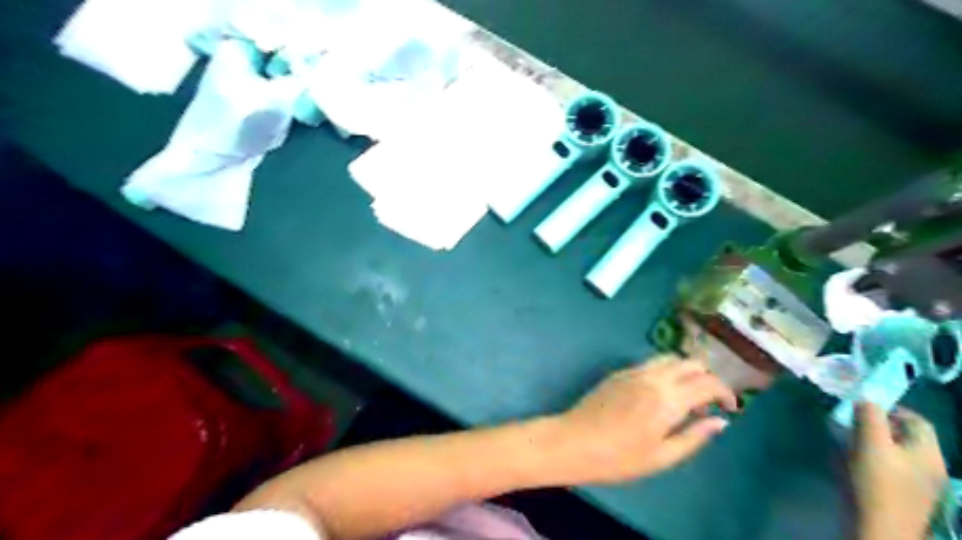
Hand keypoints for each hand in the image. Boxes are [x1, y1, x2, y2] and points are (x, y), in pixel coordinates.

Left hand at [549, 354, 737, 484]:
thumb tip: (719, 422)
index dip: (726, 392)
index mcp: (667, 398)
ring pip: (669, 359)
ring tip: (685, 398)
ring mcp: (633, 371)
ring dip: (685, 372)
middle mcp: (653, 377)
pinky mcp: (619, 372)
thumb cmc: (618, 457)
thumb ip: (694, 436)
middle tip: (707, 403)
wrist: (573, 441)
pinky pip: (650, 363)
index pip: (708, 382)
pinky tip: (660, 395)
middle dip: (707, 377)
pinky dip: (666, 372)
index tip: (730, 407)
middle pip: (690, 362)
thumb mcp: (662, 456)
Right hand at [857, 404, 944, 539]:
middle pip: (906, 436)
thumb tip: (866, 401)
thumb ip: (870, 417)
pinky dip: (874, 459)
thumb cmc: (874, 484)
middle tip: (852, 425)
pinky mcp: (906, 497)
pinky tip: (855, 465)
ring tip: (849, 444)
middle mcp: (931, 467)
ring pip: (897, 452)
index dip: (890, 409)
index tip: (861, 409)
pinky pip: (892, 468)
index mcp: (929, 453)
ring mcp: (921, 484)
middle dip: (878, 426)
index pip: (916, 420)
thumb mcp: (869, 444)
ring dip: (873, 442)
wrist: (877, 530)